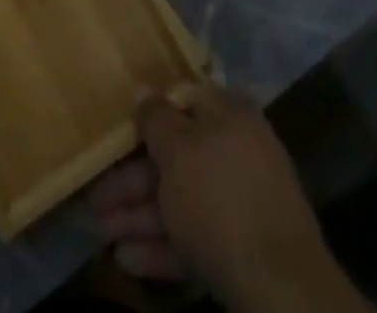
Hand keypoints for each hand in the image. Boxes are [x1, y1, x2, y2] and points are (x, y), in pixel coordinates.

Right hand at [89, 84, 358, 311]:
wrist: (281, 288)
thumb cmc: (219, 198)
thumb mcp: (177, 149)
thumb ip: (155, 118)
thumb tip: (142, 89)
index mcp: (228, 114)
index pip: (181, 100)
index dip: (147, 113)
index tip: (115, 128)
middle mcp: (236, 150)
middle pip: (175, 157)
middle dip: (132, 179)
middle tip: (95, 198)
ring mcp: (241, 202)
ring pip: (180, 199)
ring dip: (139, 215)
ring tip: (101, 234)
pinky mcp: (241, 248)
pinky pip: (194, 235)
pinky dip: (162, 245)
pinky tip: (127, 260)